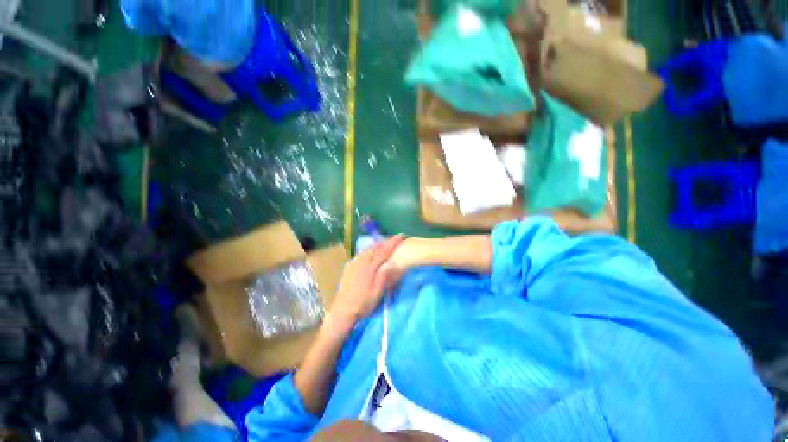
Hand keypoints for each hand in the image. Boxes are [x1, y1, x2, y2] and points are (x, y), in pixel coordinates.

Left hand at [328, 235, 405, 327]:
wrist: (343, 310)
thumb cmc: (363, 302)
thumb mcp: (377, 291)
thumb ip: (384, 275)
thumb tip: (393, 262)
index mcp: (369, 267)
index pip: (383, 251)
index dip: (392, 242)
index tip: (400, 235)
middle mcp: (360, 261)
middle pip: (374, 248)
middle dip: (384, 242)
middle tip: (393, 240)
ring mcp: (353, 263)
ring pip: (367, 250)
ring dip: (376, 246)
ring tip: (383, 245)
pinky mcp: (349, 267)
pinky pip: (361, 254)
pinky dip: (368, 251)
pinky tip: (370, 255)